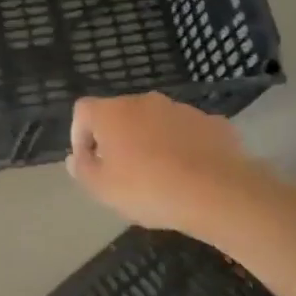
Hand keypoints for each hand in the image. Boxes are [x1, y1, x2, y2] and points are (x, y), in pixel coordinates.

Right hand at [67, 93, 260, 231]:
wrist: (219, 193)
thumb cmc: (148, 189)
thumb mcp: (102, 189)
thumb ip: (83, 170)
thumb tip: (77, 158)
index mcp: (112, 113)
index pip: (82, 111)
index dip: (79, 135)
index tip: (89, 162)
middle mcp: (145, 102)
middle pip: (120, 114)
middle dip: (116, 138)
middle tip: (121, 170)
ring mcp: (182, 110)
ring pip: (155, 122)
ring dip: (150, 141)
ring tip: (158, 175)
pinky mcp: (213, 123)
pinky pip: (187, 132)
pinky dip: (182, 146)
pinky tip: (189, 173)